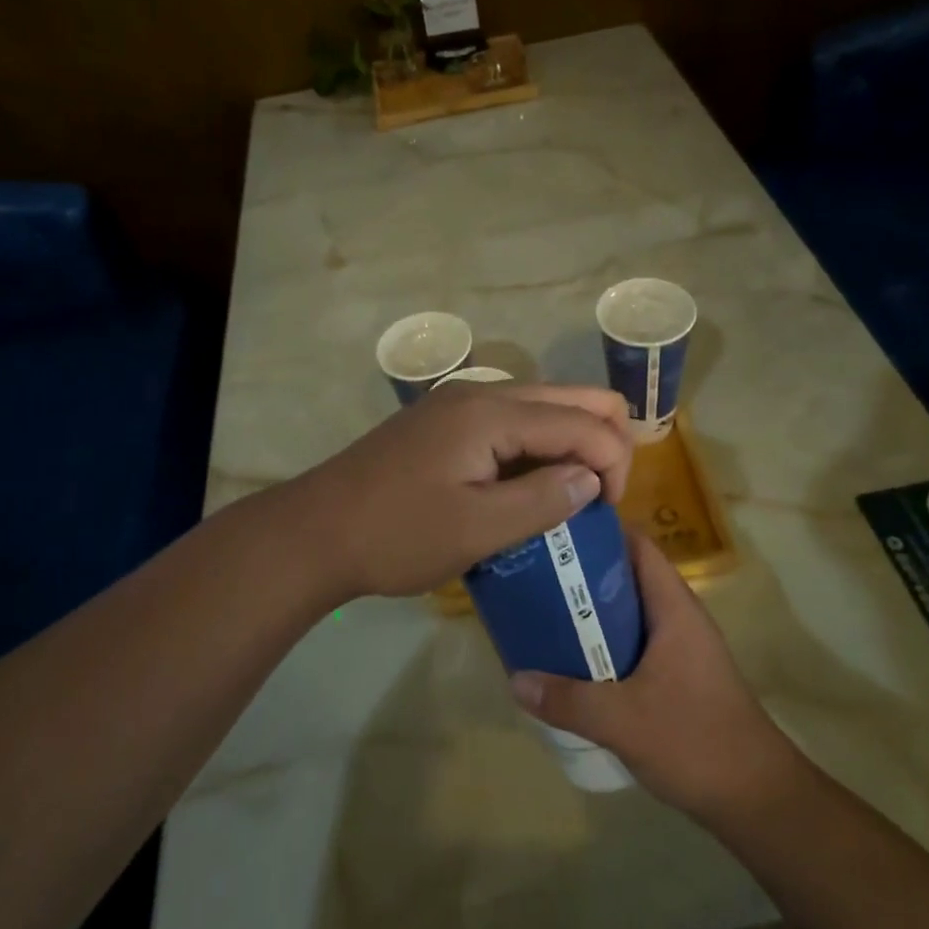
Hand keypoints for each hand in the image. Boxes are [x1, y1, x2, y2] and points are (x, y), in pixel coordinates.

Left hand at [289, 383, 633, 604]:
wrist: (315, 531)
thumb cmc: (396, 535)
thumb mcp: (476, 530)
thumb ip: (542, 500)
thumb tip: (591, 479)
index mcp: (492, 413)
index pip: (583, 419)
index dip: (613, 462)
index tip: (608, 514)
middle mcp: (481, 393)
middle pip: (569, 396)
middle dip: (601, 441)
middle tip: (599, 499)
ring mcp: (458, 402)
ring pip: (541, 405)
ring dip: (568, 442)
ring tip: (567, 496)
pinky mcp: (444, 420)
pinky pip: (511, 420)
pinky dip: (536, 445)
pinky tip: (528, 485)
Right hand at [510, 532, 803, 821]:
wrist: (757, 800)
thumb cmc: (696, 741)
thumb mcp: (623, 720)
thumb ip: (568, 700)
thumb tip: (515, 680)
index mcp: (674, 608)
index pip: (638, 546)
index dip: (600, 533)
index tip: (557, 532)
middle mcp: (679, 618)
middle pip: (628, 576)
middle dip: (584, 573)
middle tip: (537, 574)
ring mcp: (681, 648)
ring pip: (630, 613)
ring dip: (593, 612)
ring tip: (545, 612)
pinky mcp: (678, 677)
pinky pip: (634, 643)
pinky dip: (605, 643)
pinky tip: (574, 661)